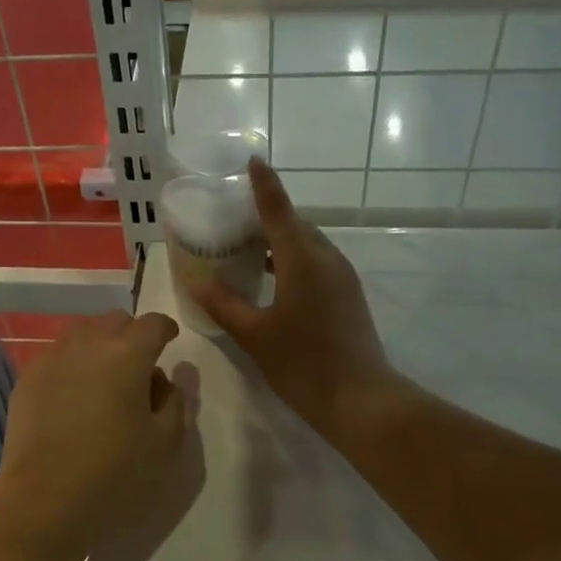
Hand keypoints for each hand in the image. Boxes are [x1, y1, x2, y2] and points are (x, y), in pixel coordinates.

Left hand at [0, 311, 196, 558]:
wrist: (43, 499)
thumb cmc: (114, 472)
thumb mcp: (165, 443)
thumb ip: (176, 402)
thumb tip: (167, 379)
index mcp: (128, 355)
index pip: (153, 324)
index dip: (166, 330)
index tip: (170, 342)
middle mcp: (88, 344)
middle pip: (115, 321)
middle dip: (132, 335)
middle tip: (139, 366)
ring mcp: (53, 359)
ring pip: (82, 333)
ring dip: (100, 344)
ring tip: (105, 378)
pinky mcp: (28, 379)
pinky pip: (57, 355)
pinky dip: (72, 363)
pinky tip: (74, 394)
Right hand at [190, 159, 397, 432]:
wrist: (360, 399)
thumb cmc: (303, 363)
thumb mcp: (254, 335)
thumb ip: (224, 305)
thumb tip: (199, 282)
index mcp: (303, 259)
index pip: (278, 210)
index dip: (263, 185)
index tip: (252, 161)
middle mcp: (326, 258)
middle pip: (295, 224)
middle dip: (266, 215)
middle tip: (232, 217)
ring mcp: (342, 277)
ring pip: (307, 245)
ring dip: (279, 239)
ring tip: (246, 246)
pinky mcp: (347, 295)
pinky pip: (315, 263)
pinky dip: (291, 259)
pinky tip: (271, 278)